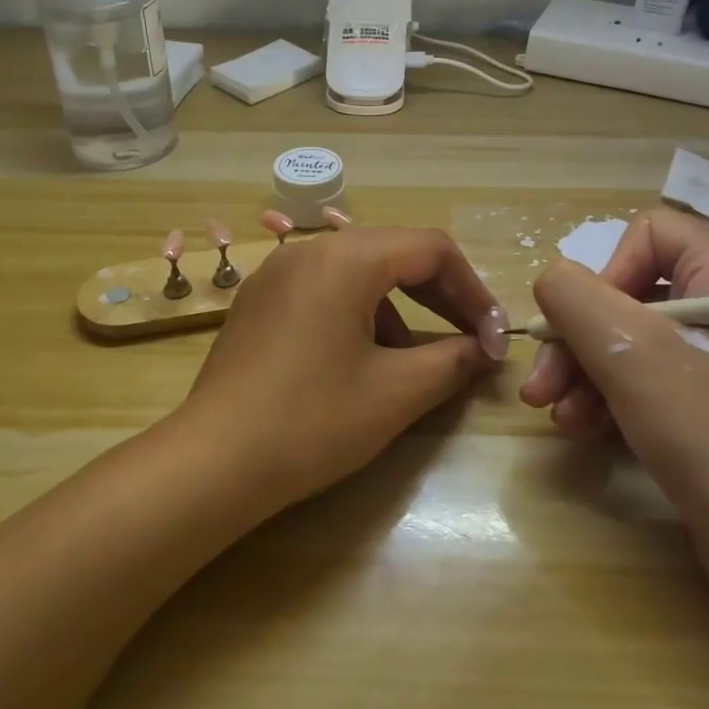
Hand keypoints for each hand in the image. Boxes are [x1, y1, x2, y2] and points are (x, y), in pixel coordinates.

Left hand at [181, 225, 509, 508]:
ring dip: (398, 306)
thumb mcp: (396, 393)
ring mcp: (276, 273)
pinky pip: (323, 289)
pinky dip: (358, 312)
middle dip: (440, 294)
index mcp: (345, 258)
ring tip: (413, 359)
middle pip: (394, 252)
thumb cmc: (312, 421)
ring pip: (358, 271)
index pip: (432, 248)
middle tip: (470, 339)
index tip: (494, 337)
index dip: (473, 290)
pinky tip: (360, 360)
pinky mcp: (258, 300)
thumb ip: (453, 360)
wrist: (214, 461)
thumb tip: (485, 348)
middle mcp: (309, 249)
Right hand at [520, 211, 708, 595]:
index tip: (583, 325)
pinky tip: (583, 430)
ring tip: (558, 417)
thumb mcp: (629, 351)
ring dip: (582, 374)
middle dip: (576, 339)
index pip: (649, 233)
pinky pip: (644, 380)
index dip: (605, 272)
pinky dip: (608, 399)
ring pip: (627, 341)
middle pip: (627, 294)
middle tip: (540, 387)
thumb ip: (574, 296)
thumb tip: (552, 282)